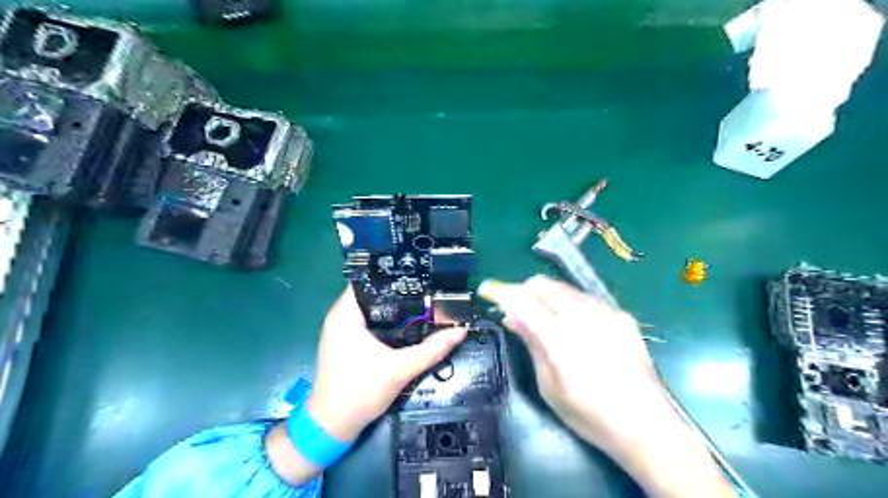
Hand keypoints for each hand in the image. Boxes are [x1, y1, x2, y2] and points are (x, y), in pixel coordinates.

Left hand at [308, 288, 465, 438]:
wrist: (332, 427)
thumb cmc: (359, 393)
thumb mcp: (399, 370)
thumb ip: (431, 349)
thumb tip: (460, 331)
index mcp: (345, 315)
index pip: (368, 279)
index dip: (394, 275)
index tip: (420, 274)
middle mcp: (340, 317)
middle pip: (373, 293)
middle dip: (401, 291)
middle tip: (429, 288)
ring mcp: (342, 330)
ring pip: (373, 308)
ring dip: (395, 307)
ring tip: (424, 301)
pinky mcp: (347, 343)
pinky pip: (370, 322)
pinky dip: (388, 321)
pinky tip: (409, 323)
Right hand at [480, 277, 734, 497]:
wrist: (646, 425)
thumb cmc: (590, 414)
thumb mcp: (549, 385)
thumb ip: (531, 343)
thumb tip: (511, 317)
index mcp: (560, 338)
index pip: (522, 299)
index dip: (502, 291)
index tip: (489, 290)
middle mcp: (583, 317)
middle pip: (543, 285)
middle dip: (524, 291)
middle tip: (518, 309)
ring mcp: (607, 313)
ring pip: (565, 288)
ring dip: (547, 295)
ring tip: (545, 318)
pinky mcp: (622, 316)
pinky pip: (587, 298)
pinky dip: (571, 304)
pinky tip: (575, 325)